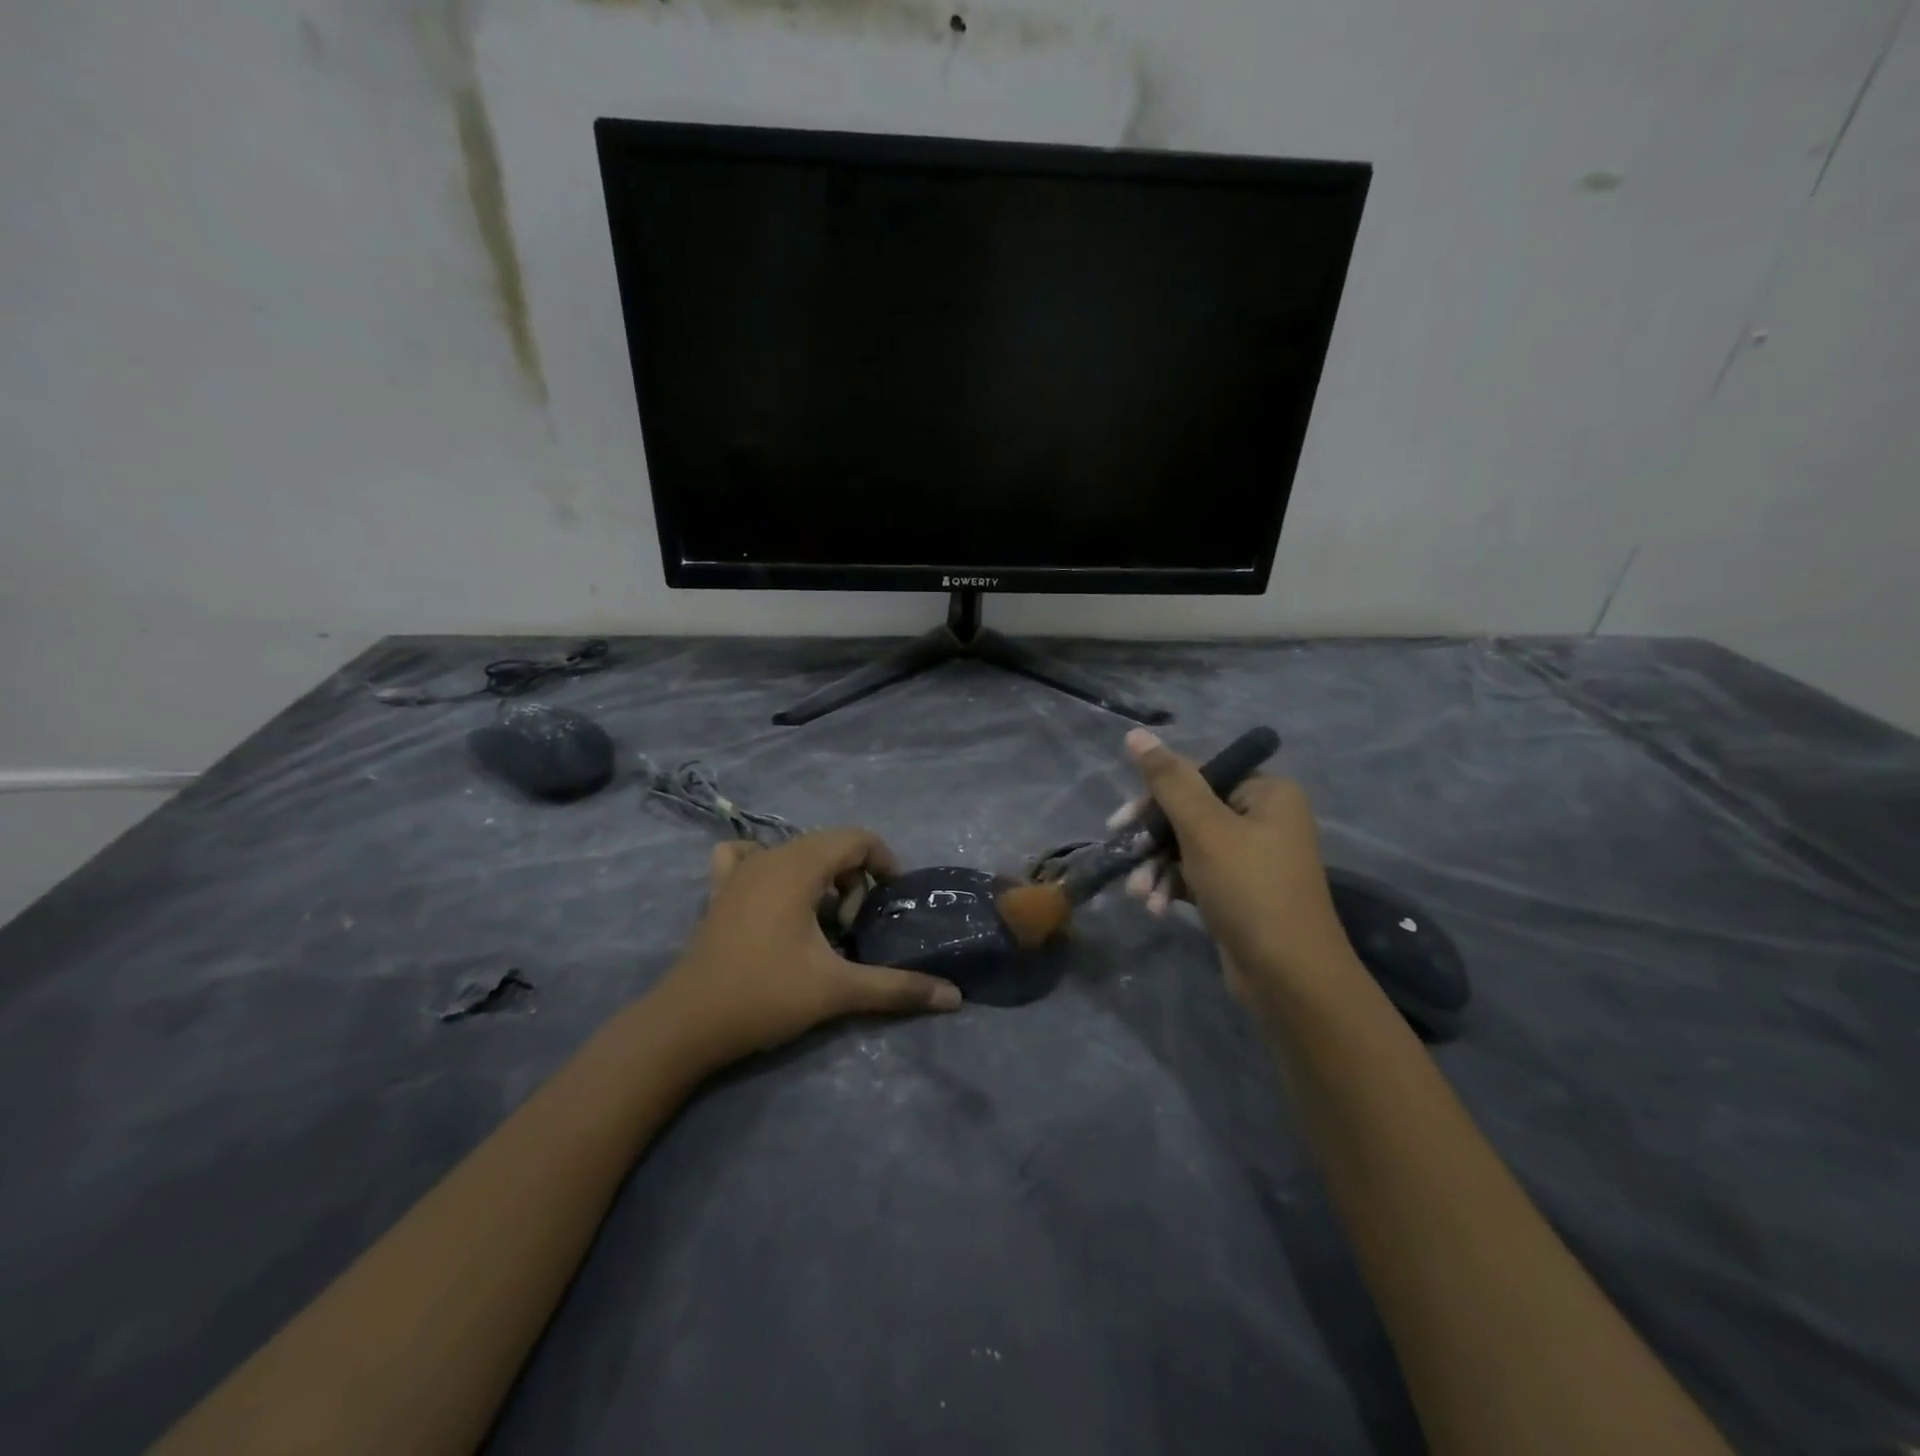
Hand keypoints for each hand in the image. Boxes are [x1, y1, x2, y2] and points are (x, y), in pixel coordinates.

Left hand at [655, 828, 961, 1067]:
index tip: (890, 901)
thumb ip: (897, 988)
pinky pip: (748, 856)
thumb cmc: (765, 996)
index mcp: (799, 866)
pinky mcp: (718, 891)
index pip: (857, 838)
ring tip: (822, 920)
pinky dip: (770, 866)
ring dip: (820, 875)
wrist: (686, 1024)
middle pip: (830, 843)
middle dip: (854, 877)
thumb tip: (954, 997)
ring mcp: (738, 870)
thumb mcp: (837, 990)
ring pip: (795, 851)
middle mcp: (769, 855)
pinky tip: (773, 896)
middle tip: (855, 925)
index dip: (884, 862)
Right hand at [1112, 729, 1353, 1003]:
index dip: (1154, 798)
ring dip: (1156, 868)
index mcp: (1266, 792)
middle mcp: (1262, 818)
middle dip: (1152, 841)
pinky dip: (1171, 886)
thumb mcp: (1204, 829)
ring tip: (1139, 895)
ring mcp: (1251, 857)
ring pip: (1185, 847)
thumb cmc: (1250, 890)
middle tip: (1122, 856)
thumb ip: (1169, 780)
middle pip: (1187, 812)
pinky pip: (1194, 874)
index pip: (1196, 776)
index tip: (1120, 824)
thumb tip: (1137, 733)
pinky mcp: (1238, 890)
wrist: (1289, 977)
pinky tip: (1155, 907)